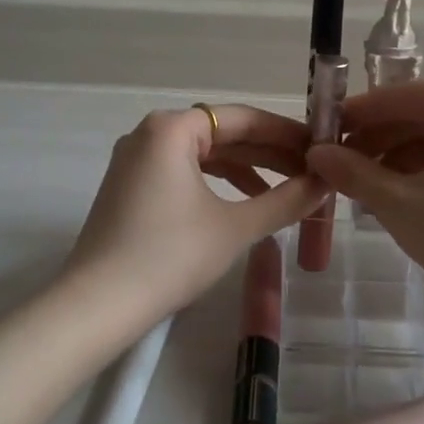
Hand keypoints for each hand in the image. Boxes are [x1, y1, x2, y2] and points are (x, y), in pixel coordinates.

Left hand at [64, 104, 324, 320]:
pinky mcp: (130, 188)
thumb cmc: (170, 255)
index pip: (242, 118)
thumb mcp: (235, 227)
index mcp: (171, 128)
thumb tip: (325, 184)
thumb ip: (285, 200)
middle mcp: (150, 134)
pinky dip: (216, 184)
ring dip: (245, 170)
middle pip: (222, 133)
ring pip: (203, 155)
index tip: (320, 148)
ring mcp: (135, 160)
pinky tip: (245, 203)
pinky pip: (183, 172)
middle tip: (311, 171)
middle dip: (268, 153)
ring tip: (286, 190)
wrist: (98, 305)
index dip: (285, 133)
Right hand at [304, 80, 423, 311]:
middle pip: (418, 114)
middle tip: (339, 170)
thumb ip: (354, 173)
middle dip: (376, 141)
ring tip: (367, 189)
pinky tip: (405, 198)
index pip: (393, 98)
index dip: (353, 118)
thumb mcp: (399, 204)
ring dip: (399, 158)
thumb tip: (316, 153)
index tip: (319, 138)